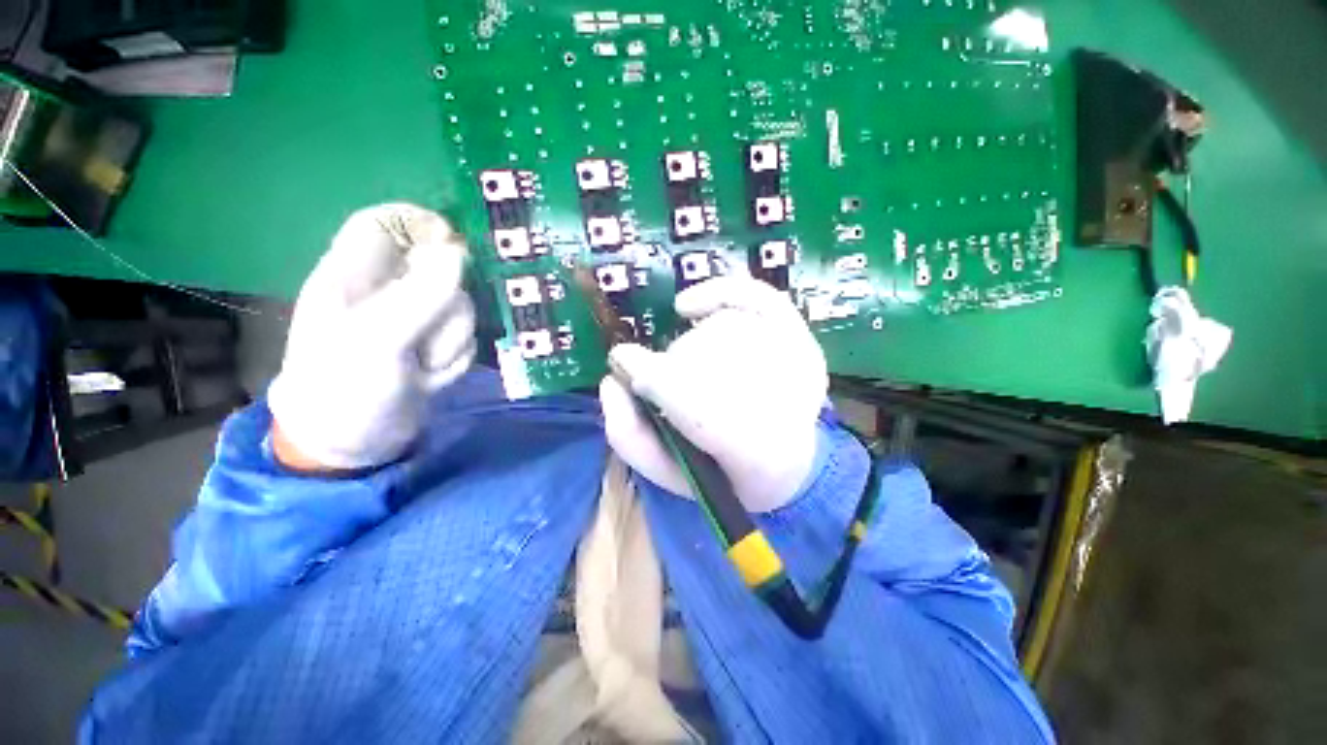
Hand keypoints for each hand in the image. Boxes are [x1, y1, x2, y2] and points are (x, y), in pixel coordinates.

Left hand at [268, 203, 475, 470]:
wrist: (352, 444)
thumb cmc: (345, 388)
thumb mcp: (377, 340)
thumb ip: (419, 295)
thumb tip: (458, 253)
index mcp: (354, 275)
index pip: (386, 222)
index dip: (422, 226)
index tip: (455, 251)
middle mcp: (386, 290)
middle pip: (440, 271)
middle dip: (447, 307)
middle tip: (427, 337)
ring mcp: (414, 320)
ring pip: (459, 308)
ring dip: (451, 340)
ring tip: (422, 367)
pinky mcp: (433, 344)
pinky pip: (464, 337)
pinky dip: (454, 359)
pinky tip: (429, 378)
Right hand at [600, 277, 826, 512]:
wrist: (788, 467)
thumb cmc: (723, 474)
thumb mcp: (669, 474)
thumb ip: (630, 437)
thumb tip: (612, 382)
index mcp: (754, 457)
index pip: (694, 404)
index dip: (651, 377)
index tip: (624, 365)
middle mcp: (788, 405)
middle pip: (706, 358)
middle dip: (671, 370)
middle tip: (662, 385)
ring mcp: (799, 365)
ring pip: (721, 331)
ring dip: (691, 349)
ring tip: (690, 374)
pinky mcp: (802, 341)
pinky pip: (756, 299)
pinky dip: (718, 294)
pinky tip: (688, 307)